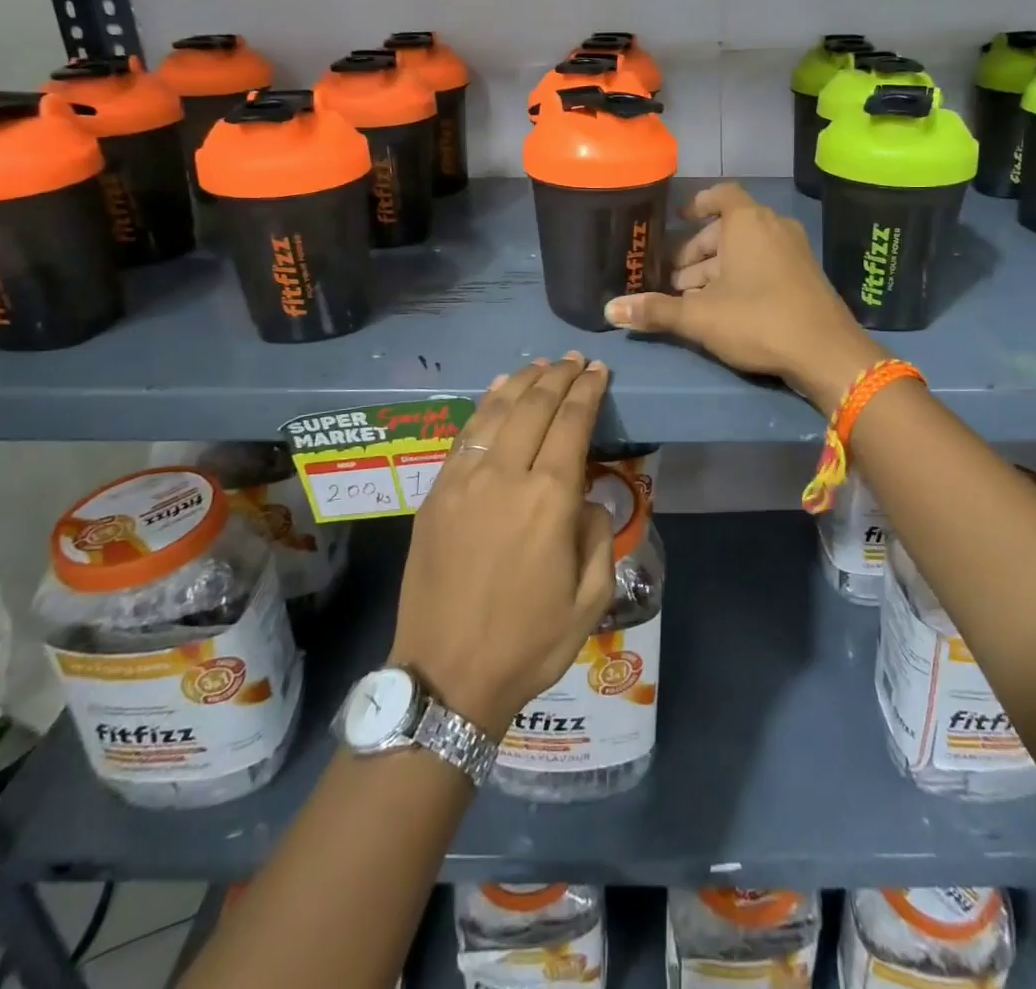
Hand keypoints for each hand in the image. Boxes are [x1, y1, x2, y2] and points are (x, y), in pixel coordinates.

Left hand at [388, 354, 615, 740]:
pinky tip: (497, 392)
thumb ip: (598, 535)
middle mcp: (506, 475)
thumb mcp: (591, 599)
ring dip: (522, 382)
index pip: (572, 423)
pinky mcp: (436, 492)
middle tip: (574, 359)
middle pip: (534, 406)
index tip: (598, 370)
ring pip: (497, 411)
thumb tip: (586, 496)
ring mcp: (464, 480)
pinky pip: (465, 434)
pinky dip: (485, 405)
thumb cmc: (528, 642)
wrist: (445, 675)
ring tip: (541, 365)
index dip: (587, 391)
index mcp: (550, 499)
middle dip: (558, 376)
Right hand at [603, 183, 885, 409]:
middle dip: (696, 251)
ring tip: (691, 298)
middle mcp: (773, 226)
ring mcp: (794, 250)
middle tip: (672, 278)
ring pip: (746, 249)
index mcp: (748, 222)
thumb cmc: (758, 320)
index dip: (697, 204)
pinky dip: (741, 276)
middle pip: (728, 228)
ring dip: (716, 268)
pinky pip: (765, 263)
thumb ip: (655, 310)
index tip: (676, 220)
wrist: (827, 352)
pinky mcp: (805, 275)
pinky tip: (723, 308)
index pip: (721, 195)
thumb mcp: (700, 317)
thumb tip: (609, 309)